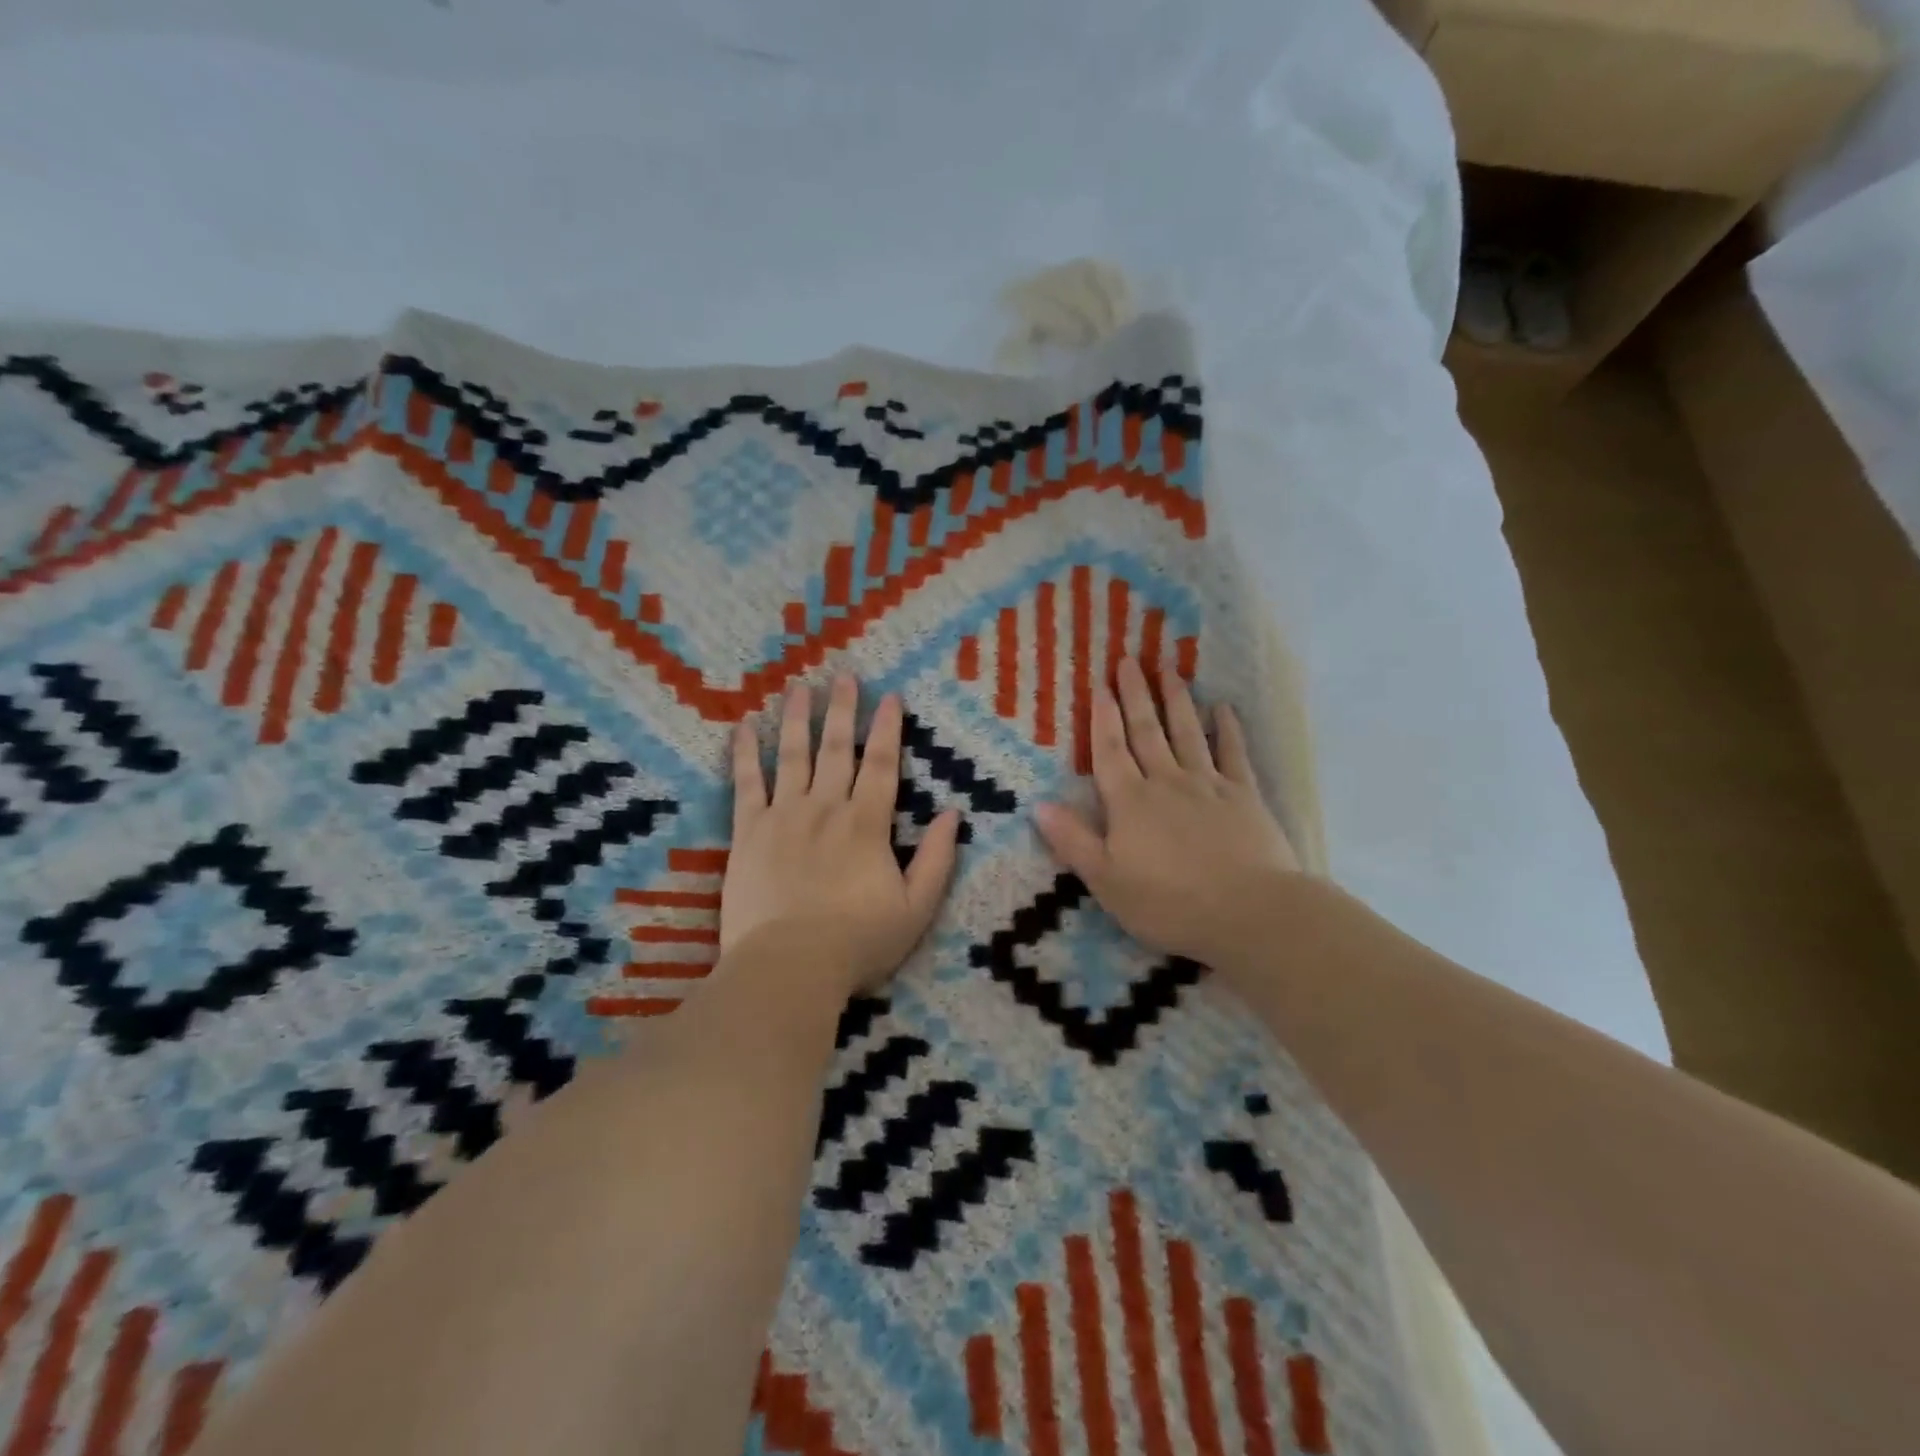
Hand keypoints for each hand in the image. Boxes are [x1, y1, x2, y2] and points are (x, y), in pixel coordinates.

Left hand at [725, 675, 960, 994]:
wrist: (789, 967)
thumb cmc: (858, 942)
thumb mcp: (916, 908)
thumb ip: (938, 859)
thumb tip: (953, 814)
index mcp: (867, 823)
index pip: (882, 764)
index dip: (888, 728)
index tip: (890, 696)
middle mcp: (826, 807)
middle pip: (837, 749)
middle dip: (843, 710)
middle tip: (844, 676)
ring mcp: (784, 816)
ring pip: (792, 756)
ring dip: (797, 719)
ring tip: (799, 687)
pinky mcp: (747, 832)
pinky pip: (746, 783)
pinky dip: (745, 754)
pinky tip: (744, 727)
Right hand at [1033, 658, 1299, 969]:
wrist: (1250, 913)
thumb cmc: (1169, 903)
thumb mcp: (1106, 880)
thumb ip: (1073, 840)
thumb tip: (1038, 805)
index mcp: (1129, 802)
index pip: (1110, 751)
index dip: (1103, 718)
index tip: (1100, 685)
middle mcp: (1166, 782)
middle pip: (1147, 731)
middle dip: (1135, 694)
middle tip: (1129, 659)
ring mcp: (1208, 785)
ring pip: (1187, 732)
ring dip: (1176, 699)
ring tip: (1168, 668)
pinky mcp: (1245, 796)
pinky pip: (1234, 753)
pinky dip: (1227, 728)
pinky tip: (1223, 707)